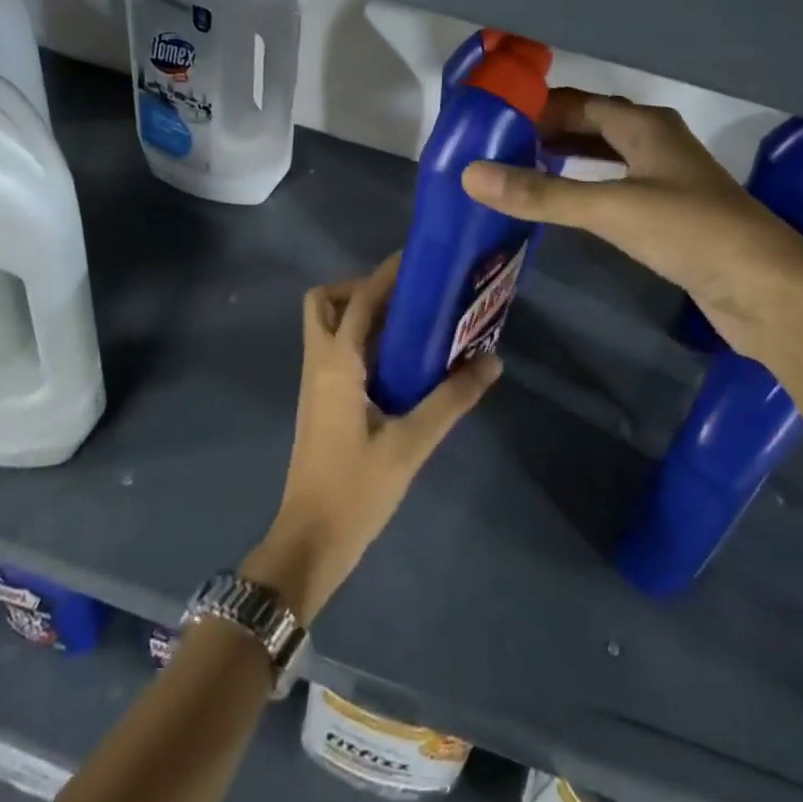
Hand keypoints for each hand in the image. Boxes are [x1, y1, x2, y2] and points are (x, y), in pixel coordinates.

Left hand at [242, 254, 500, 620]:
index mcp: (336, 364)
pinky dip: (363, 341)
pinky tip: (402, 361)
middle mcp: (319, 364)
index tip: (418, 258)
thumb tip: (492, 362)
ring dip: (361, 314)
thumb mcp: (411, 444)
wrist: (310, 543)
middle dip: (360, 288)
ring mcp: (316, 384)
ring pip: (328, 327)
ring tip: (412, 323)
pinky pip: (337, 352)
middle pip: (325, 303)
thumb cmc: (356, 490)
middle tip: (406, 298)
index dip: (385, 274)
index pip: (358, 300)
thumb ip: (452, 400)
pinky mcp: (322, 403)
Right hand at [462, 91, 802, 356]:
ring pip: (607, 158)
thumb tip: (471, 175)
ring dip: (568, 160)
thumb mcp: (611, 208)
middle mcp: (657, 144)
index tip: (493, 119)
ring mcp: (668, 181)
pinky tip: (568, 208)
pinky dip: (587, 189)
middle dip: (549, 132)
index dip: (538, 107)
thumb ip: (541, 194)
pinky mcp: (673, 217)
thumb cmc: (691, 232)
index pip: (579, 103)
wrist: (769, 290)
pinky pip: (618, 189)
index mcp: (645, 126)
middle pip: (593, 126)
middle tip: (498, 148)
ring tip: (521, 171)